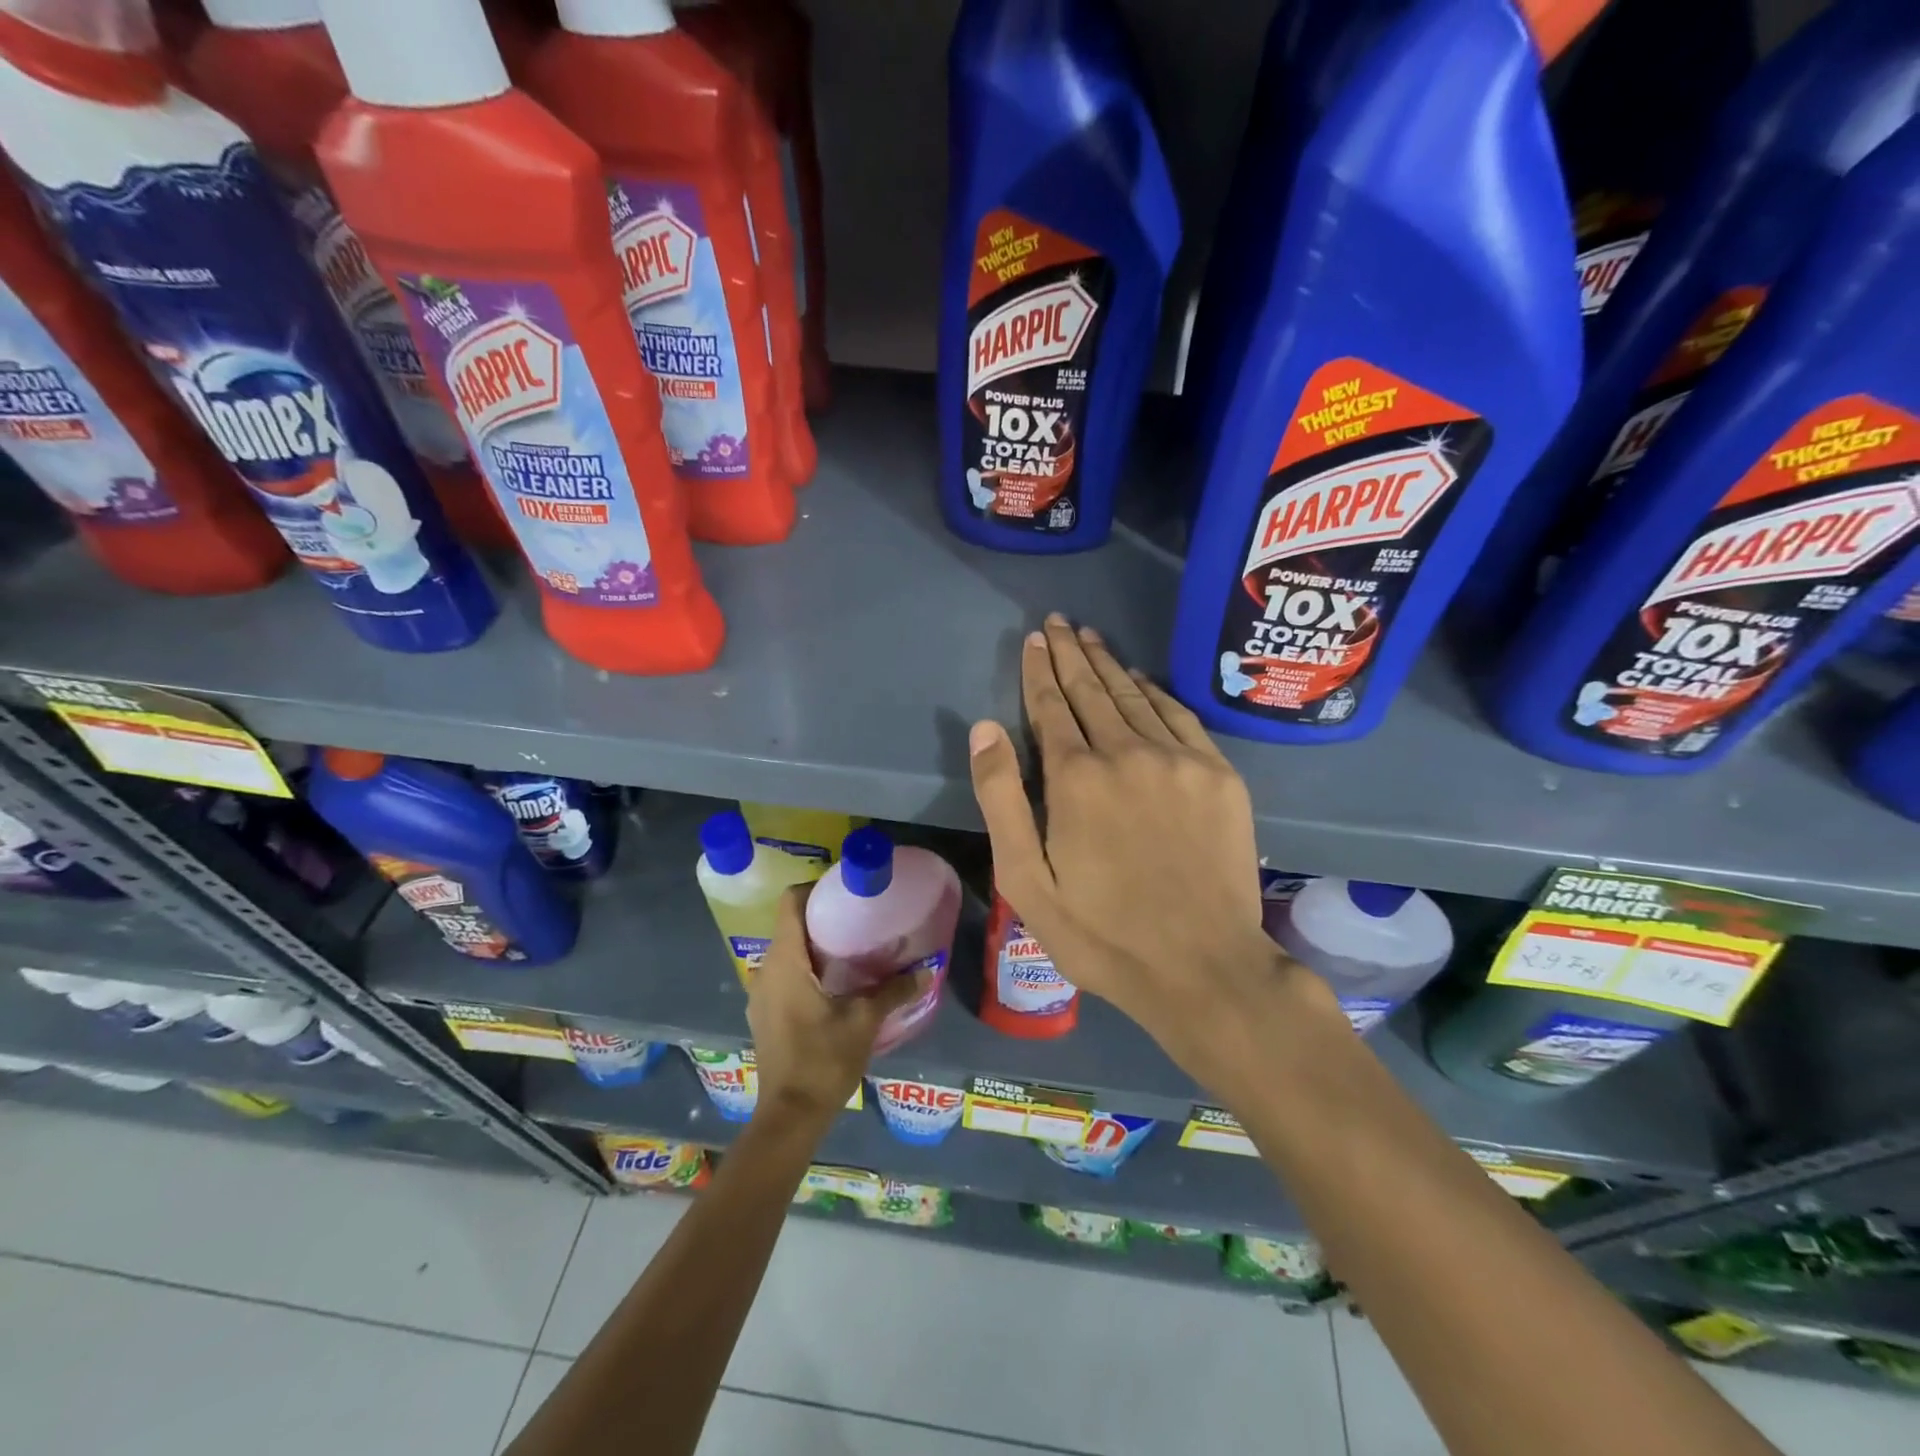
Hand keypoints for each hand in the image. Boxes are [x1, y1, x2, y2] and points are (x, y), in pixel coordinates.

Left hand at [747, 887, 928, 1123]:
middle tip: (858, 916)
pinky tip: (835, 982)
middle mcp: (766, 970)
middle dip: (822, 917)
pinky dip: (806, 968)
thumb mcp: (865, 1020)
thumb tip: (927, 969)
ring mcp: (761, 994)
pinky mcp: (765, 1014)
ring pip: (787, 952)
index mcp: (785, 961)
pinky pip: (784, 975)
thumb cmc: (823, 1059)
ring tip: (852, 947)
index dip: (815, 888)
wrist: (790, 1116)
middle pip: (789, 925)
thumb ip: (895, 990)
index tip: (845, 890)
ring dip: (815, 945)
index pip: (790, 902)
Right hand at [968, 616, 1334, 1083]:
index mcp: (1076, 778)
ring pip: (1135, 696)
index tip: (1034, 639)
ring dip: (1108, 664)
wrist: (1203, 967)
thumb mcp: (1026, 880)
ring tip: (1090, 637)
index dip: (1039, 670)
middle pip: (1092, 690)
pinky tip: (1141, 679)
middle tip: (1058, 622)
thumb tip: (985, 727)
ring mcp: (1180, 760)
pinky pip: (1180, 716)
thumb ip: (1002, 798)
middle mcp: (1127, 753)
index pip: (1051, 706)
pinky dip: (1155, 691)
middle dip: (1070, 653)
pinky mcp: (1219, 775)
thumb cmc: (1101, 933)